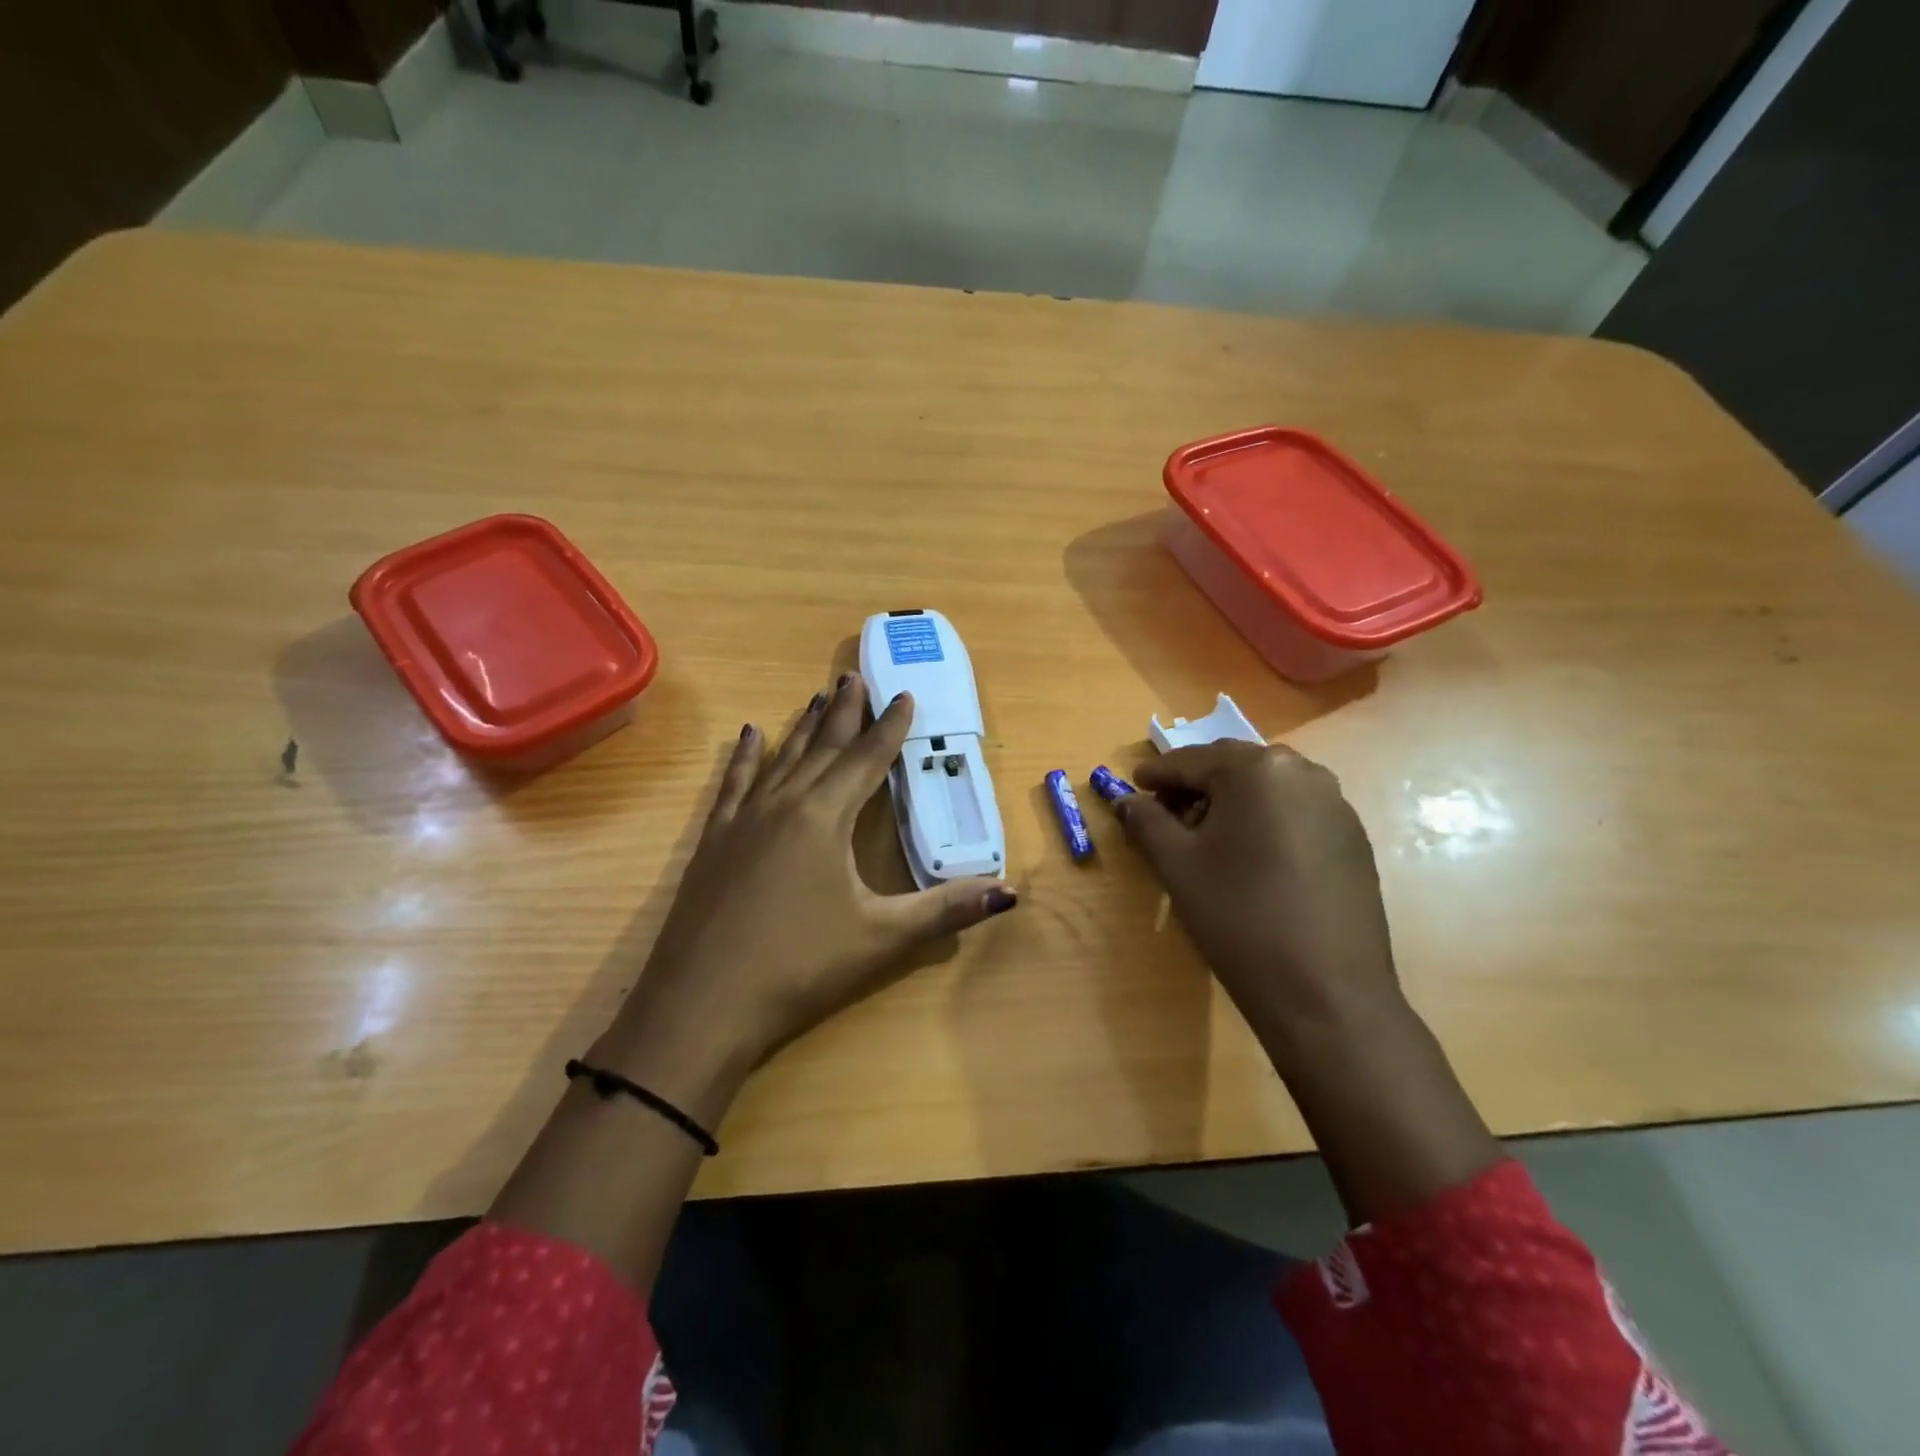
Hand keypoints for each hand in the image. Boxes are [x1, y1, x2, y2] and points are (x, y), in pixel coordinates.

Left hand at [593, 676, 1016, 1118]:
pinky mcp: (713, 840)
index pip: (866, 760)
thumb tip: (1008, 893)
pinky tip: (750, 734)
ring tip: (818, 695)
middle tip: (855, 675)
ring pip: (781, 758)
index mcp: (825, 819)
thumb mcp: (881, 938)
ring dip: (803, 727)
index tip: (904, 694)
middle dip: (845, 712)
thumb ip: (945, 910)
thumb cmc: (799, 967)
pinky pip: (734, 784)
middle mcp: (783, 805)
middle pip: (822, 747)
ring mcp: (743, 820)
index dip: (889, 727)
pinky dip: (745, 757)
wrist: (701, 1005)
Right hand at [1115, 742, 1499, 1220]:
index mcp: (1257, 770)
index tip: (1133, 785)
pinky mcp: (1353, 839)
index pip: (1193, 760)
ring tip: (1204, 837)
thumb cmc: (1238, 917)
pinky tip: (1248, 856)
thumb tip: (1128, 802)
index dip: (1157, 774)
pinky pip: (1295, 813)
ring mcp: (1335, 806)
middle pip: (1233, 768)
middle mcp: (1303, 773)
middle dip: (1195, 785)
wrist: (1325, 993)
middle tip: (1164, 812)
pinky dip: (1264, 821)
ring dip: (1231, 803)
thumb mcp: (1178, 865)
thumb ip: (1147, 822)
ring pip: (1267, 789)